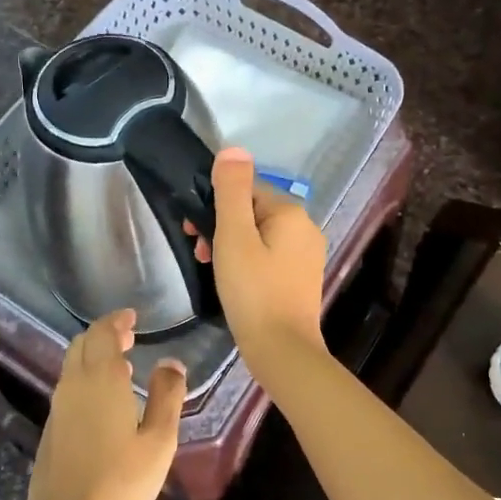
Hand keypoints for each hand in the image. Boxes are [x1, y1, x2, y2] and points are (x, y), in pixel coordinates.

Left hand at [26, 309, 184, 499]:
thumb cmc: (122, 482)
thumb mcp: (159, 440)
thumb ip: (167, 396)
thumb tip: (171, 363)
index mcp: (100, 380)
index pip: (102, 333)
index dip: (116, 320)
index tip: (133, 317)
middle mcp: (73, 386)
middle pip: (82, 345)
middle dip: (104, 335)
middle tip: (130, 338)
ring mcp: (57, 410)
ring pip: (72, 367)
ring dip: (94, 358)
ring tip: (123, 368)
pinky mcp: (50, 432)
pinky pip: (68, 390)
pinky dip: (85, 380)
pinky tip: (105, 404)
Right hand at [188, 147, 327, 364]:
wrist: (282, 350)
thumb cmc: (253, 290)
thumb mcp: (234, 236)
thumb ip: (232, 191)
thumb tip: (233, 150)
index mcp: (292, 213)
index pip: (247, 189)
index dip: (216, 204)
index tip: (193, 229)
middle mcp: (306, 228)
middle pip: (254, 212)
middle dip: (222, 225)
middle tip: (199, 251)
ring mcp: (307, 256)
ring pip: (261, 235)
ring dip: (232, 244)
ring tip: (211, 268)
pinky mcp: (301, 279)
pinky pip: (270, 257)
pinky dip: (248, 261)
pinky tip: (233, 281)